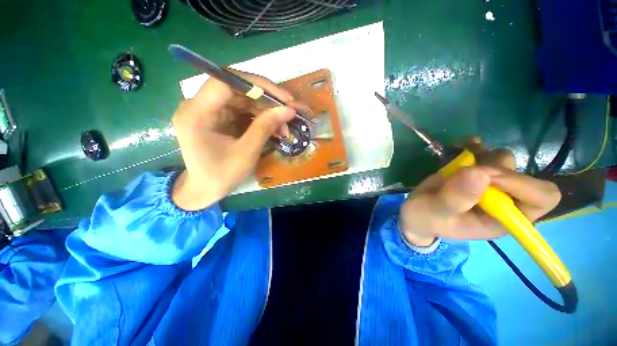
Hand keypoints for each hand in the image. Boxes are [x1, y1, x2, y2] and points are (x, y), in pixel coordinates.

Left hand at [171, 69, 308, 209]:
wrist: (204, 189)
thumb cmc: (221, 175)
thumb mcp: (246, 153)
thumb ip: (265, 128)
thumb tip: (289, 110)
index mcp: (196, 113)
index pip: (226, 81)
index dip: (257, 85)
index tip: (283, 98)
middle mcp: (198, 105)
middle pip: (237, 89)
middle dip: (267, 100)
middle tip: (289, 113)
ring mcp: (208, 110)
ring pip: (243, 99)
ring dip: (267, 111)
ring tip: (285, 127)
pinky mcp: (217, 117)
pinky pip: (242, 110)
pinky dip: (260, 118)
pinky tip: (274, 128)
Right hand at [399, 139, 561, 246]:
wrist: (416, 213)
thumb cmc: (425, 218)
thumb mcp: (434, 213)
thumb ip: (454, 199)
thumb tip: (479, 173)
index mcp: (503, 219)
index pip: (540, 198)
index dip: (520, 183)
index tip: (486, 175)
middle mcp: (505, 201)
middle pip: (523, 175)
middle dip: (494, 167)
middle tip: (466, 168)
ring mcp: (491, 185)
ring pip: (504, 160)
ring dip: (482, 155)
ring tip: (458, 159)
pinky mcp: (476, 173)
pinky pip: (485, 152)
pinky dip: (474, 145)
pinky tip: (461, 146)